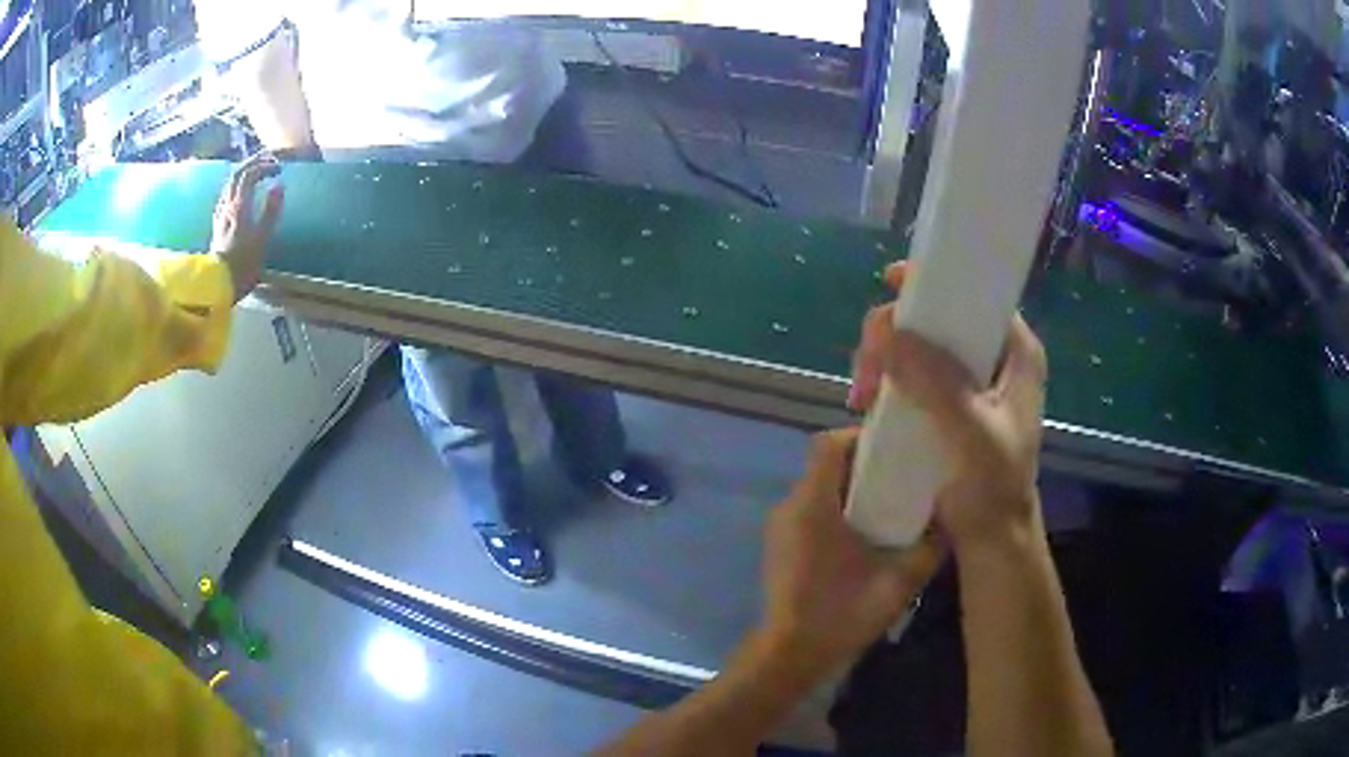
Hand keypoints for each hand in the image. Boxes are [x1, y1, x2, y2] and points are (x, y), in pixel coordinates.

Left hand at [212, 153, 284, 301]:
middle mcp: (227, 205)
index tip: (279, 170)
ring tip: (256, 174)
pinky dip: (236, 189)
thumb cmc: (242, 265)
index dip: (264, 167)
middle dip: (253, 163)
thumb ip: (270, 210)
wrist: (217, 287)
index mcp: (239, 205)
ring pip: (230, 185)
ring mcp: (220, 215)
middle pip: (237, 175)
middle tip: (268, 160)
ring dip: (244, 174)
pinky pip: (227, 198)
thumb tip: (279, 185)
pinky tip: (240, 195)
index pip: (249, 174)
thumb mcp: (261, 239)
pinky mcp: (218, 226)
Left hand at [760, 429, 943, 677]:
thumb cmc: (841, 615)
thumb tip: (953, 517)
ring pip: (817, 488)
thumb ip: (929, 547)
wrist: (790, 655)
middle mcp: (790, 507)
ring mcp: (780, 527)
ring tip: (890, 502)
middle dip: (862, 463)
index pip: (828, 444)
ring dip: (850, 488)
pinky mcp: (780, 546)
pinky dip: (836, 509)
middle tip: (902, 475)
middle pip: (824, 464)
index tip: (894, 448)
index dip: (860, 437)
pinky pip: (810, 510)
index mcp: (813, 506)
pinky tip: (865, 533)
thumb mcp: (898, 583)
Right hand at [851, 263, 1048, 552]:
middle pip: (938, 316)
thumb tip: (886, 331)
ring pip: (918, 345)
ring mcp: (968, 382)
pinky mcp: (946, 405)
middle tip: (867, 368)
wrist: (990, 541)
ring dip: (884, 360)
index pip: (976, 294)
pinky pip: (911, 374)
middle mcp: (993, 357)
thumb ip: (935, 381)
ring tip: (861, 394)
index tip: (892, 283)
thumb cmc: (994, 487)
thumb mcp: (972, 433)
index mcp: (1015, 351)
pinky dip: (887, 381)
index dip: (935, 281)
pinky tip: (867, 401)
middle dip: (895, 333)